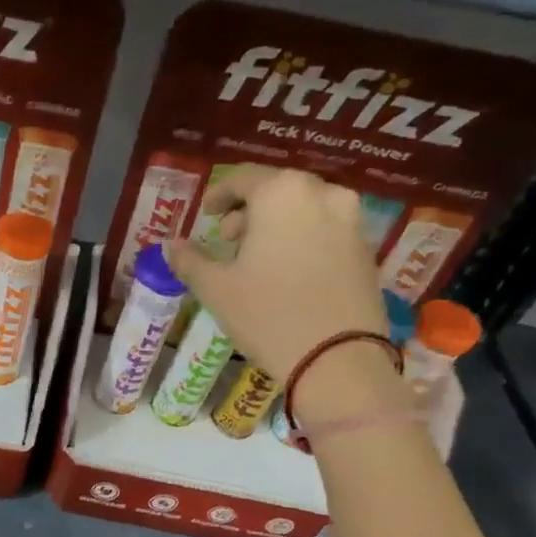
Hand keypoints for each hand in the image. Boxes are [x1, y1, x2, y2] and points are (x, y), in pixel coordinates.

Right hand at [166, 168, 399, 422]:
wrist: (337, 358)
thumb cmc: (267, 314)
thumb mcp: (216, 288)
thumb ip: (189, 260)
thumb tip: (169, 246)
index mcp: (281, 193)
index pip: (244, 178)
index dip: (220, 194)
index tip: (208, 214)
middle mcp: (322, 194)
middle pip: (278, 189)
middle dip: (250, 210)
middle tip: (230, 240)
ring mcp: (351, 221)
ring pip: (306, 209)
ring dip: (279, 225)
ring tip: (259, 259)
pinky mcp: (366, 249)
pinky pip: (327, 230)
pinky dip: (304, 240)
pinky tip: (289, 272)